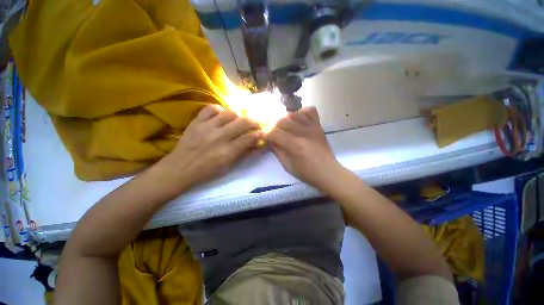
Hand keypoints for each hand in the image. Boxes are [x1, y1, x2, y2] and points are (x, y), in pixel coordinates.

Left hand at [159, 105, 261, 191]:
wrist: (180, 168)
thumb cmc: (207, 171)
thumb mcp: (229, 166)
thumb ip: (244, 153)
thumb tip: (257, 144)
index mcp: (228, 152)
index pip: (249, 138)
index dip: (259, 134)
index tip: (261, 133)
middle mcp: (219, 137)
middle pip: (243, 122)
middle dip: (253, 122)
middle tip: (255, 125)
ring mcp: (207, 127)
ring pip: (230, 113)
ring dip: (238, 116)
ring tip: (237, 121)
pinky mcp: (196, 121)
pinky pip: (211, 108)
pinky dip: (219, 110)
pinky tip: (221, 116)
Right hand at [266, 107, 342, 189]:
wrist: (328, 172)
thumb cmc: (307, 173)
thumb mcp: (288, 166)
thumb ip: (277, 151)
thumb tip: (270, 140)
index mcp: (295, 145)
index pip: (275, 133)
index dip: (266, 134)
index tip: (264, 138)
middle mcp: (304, 132)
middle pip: (282, 121)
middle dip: (273, 127)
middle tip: (273, 134)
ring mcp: (313, 127)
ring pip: (293, 114)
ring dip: (284, 119)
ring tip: (284, 128)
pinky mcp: (319, 125)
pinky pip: (309, 110)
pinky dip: (301, 112)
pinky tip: (297, 120)